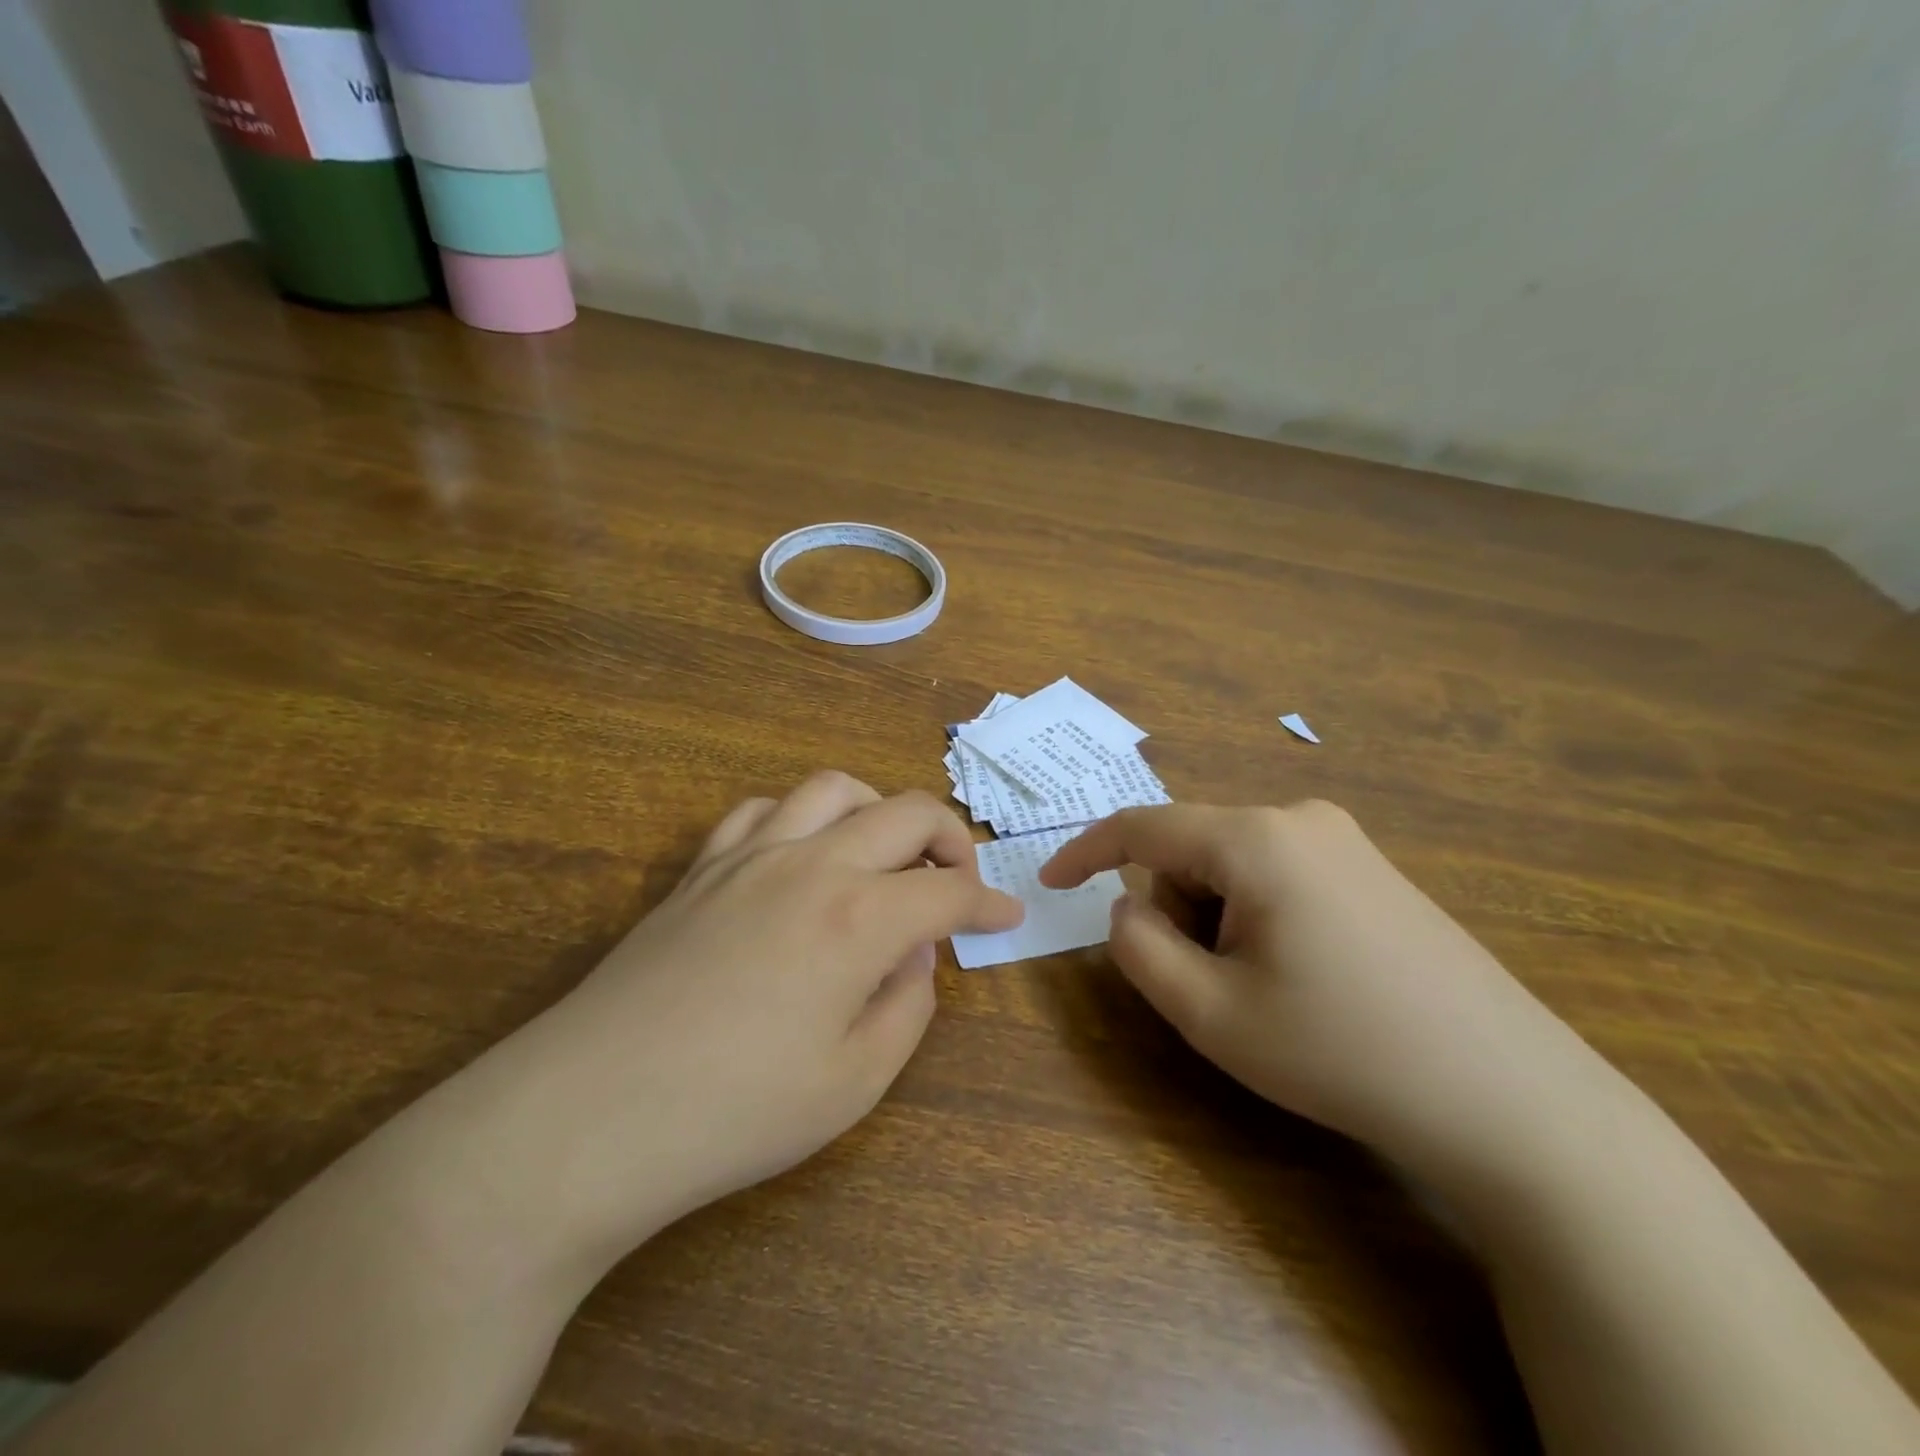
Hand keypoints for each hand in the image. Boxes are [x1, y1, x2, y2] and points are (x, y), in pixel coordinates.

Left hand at [458, 772, 1022, 1273]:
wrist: (588, 1116)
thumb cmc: (734, 1114)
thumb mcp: (854, 1082)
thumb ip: (907, 1005)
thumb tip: (915, 953)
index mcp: (860, 918)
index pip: (949, 892)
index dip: (989, 903)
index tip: (1008, 917)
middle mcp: (813, 864)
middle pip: (907, 812)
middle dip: (951, 839)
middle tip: (958, 881)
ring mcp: (751, 856)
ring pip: (834, 789)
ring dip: (877, 810)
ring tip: (884, 854)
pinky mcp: (701, 868)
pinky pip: (761, 811)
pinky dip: (800, 819)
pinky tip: (801, 859)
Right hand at [1041, 802, 1603, 1177]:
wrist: (1511, 1099)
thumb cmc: (1341, 1051)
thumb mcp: (1210, 1013)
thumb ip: (1139, 947)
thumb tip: (1127, 904)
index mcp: (1255, 839)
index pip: (1143, 827)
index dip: (1085, 853)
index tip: (1049, 884)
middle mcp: (1299, 818)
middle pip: (1191, 849)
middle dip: (1174, 908)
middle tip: (1207, 985)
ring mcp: (1345, 840)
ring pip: (1233, 863)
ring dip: (1216, 917)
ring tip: (1262, 989)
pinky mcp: (1373, 870)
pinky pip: (1278, 873)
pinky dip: (1256, 915)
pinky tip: (1304, 975)